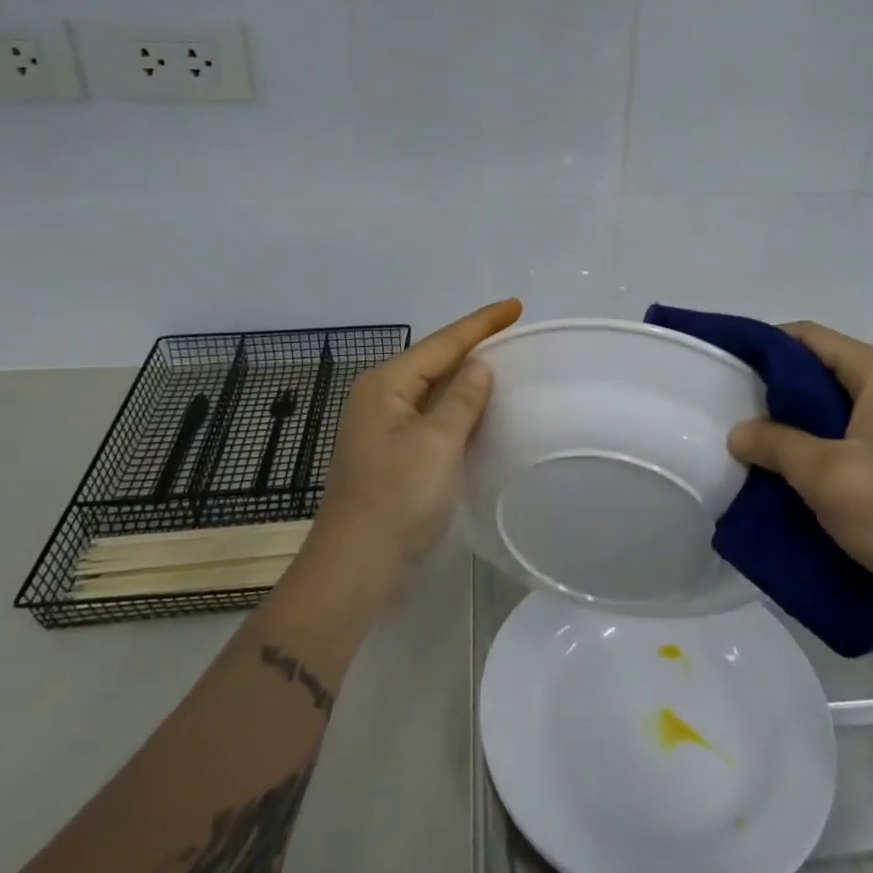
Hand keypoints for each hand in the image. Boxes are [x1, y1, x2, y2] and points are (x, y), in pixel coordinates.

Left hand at [305, 299, 522, 588]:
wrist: (357, 566)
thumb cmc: (397, 497)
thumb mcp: (438, 443)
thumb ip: (462, 399)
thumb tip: (478, 366)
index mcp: (386, 384)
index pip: (442, 343)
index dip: (481, 324)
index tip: (516, 306)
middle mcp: (380, 397)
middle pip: (435, 360)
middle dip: (473, 345)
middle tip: (513, 331)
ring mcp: (384, 427)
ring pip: (433, 389)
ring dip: (466, 376)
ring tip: (503, 362)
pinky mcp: (392, 453)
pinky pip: (431, 415)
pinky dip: (457, 407)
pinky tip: (479, 409)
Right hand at [726, 322, 872, 604]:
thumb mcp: (826, 474)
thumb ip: (776, 444)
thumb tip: (737, 432)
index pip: (808, 336)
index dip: (765, 345)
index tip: (726, 367)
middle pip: (816, 366)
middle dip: (772, 385)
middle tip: (730, 407)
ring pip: (824, 402)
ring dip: (787, 417)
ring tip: (747, 436)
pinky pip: (837, 430)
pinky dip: (807, 439)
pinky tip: (780, 462)